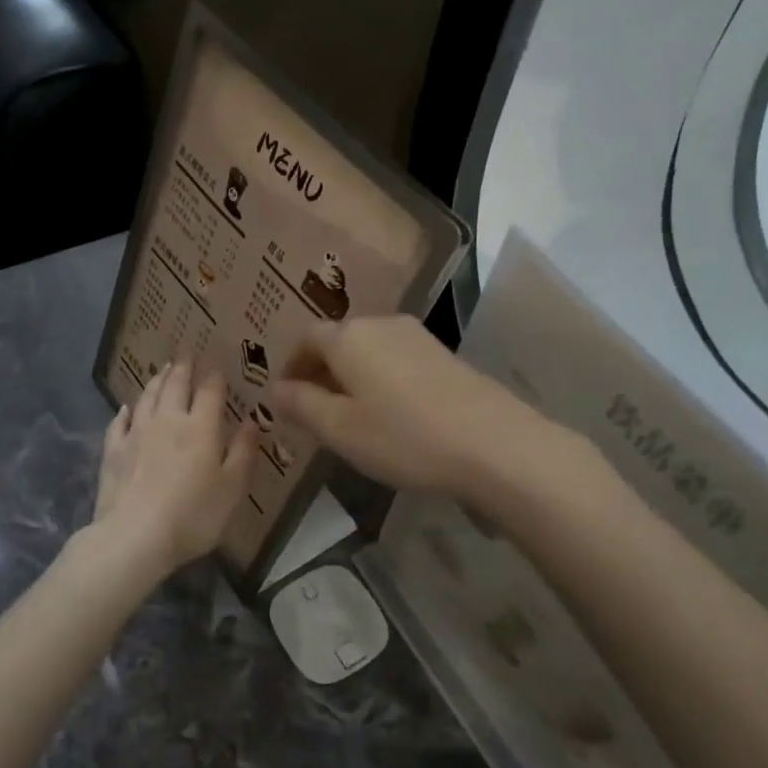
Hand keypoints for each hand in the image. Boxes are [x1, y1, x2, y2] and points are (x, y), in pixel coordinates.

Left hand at [91, 363, 257, 578]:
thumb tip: (252, 421)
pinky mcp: (114, 451)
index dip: (215, 375)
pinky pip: (120, 422)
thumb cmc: (193, 515)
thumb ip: (243, 452)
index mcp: (201, 427)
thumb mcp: (232, 488)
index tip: (217, 363)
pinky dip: (126, 411)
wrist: (135, 536)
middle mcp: (168, 420)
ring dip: (157, 381)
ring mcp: (137, 433)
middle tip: (186, 354)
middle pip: (175, 386)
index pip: (210, 391)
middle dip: (183, 368)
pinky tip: (127, 408)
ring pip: (147, 397)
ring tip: (162, 370)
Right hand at [269, 316, 533, 497]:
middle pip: (338, 340)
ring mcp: (417, 336)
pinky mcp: (443, 354)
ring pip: (368, 350)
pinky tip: (389, 412)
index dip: (291, 366)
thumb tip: (274, 389)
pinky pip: (395, 359)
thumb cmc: (403, 436)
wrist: (492, 443)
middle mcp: (380, 324)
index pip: (305, 339)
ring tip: (350, 415)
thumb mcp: (340, 429)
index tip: (285, 397)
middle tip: (312, 410)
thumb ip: (301, 405)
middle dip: (320, 371)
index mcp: (348, 336)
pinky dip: (379, 379)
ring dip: (351, 376)